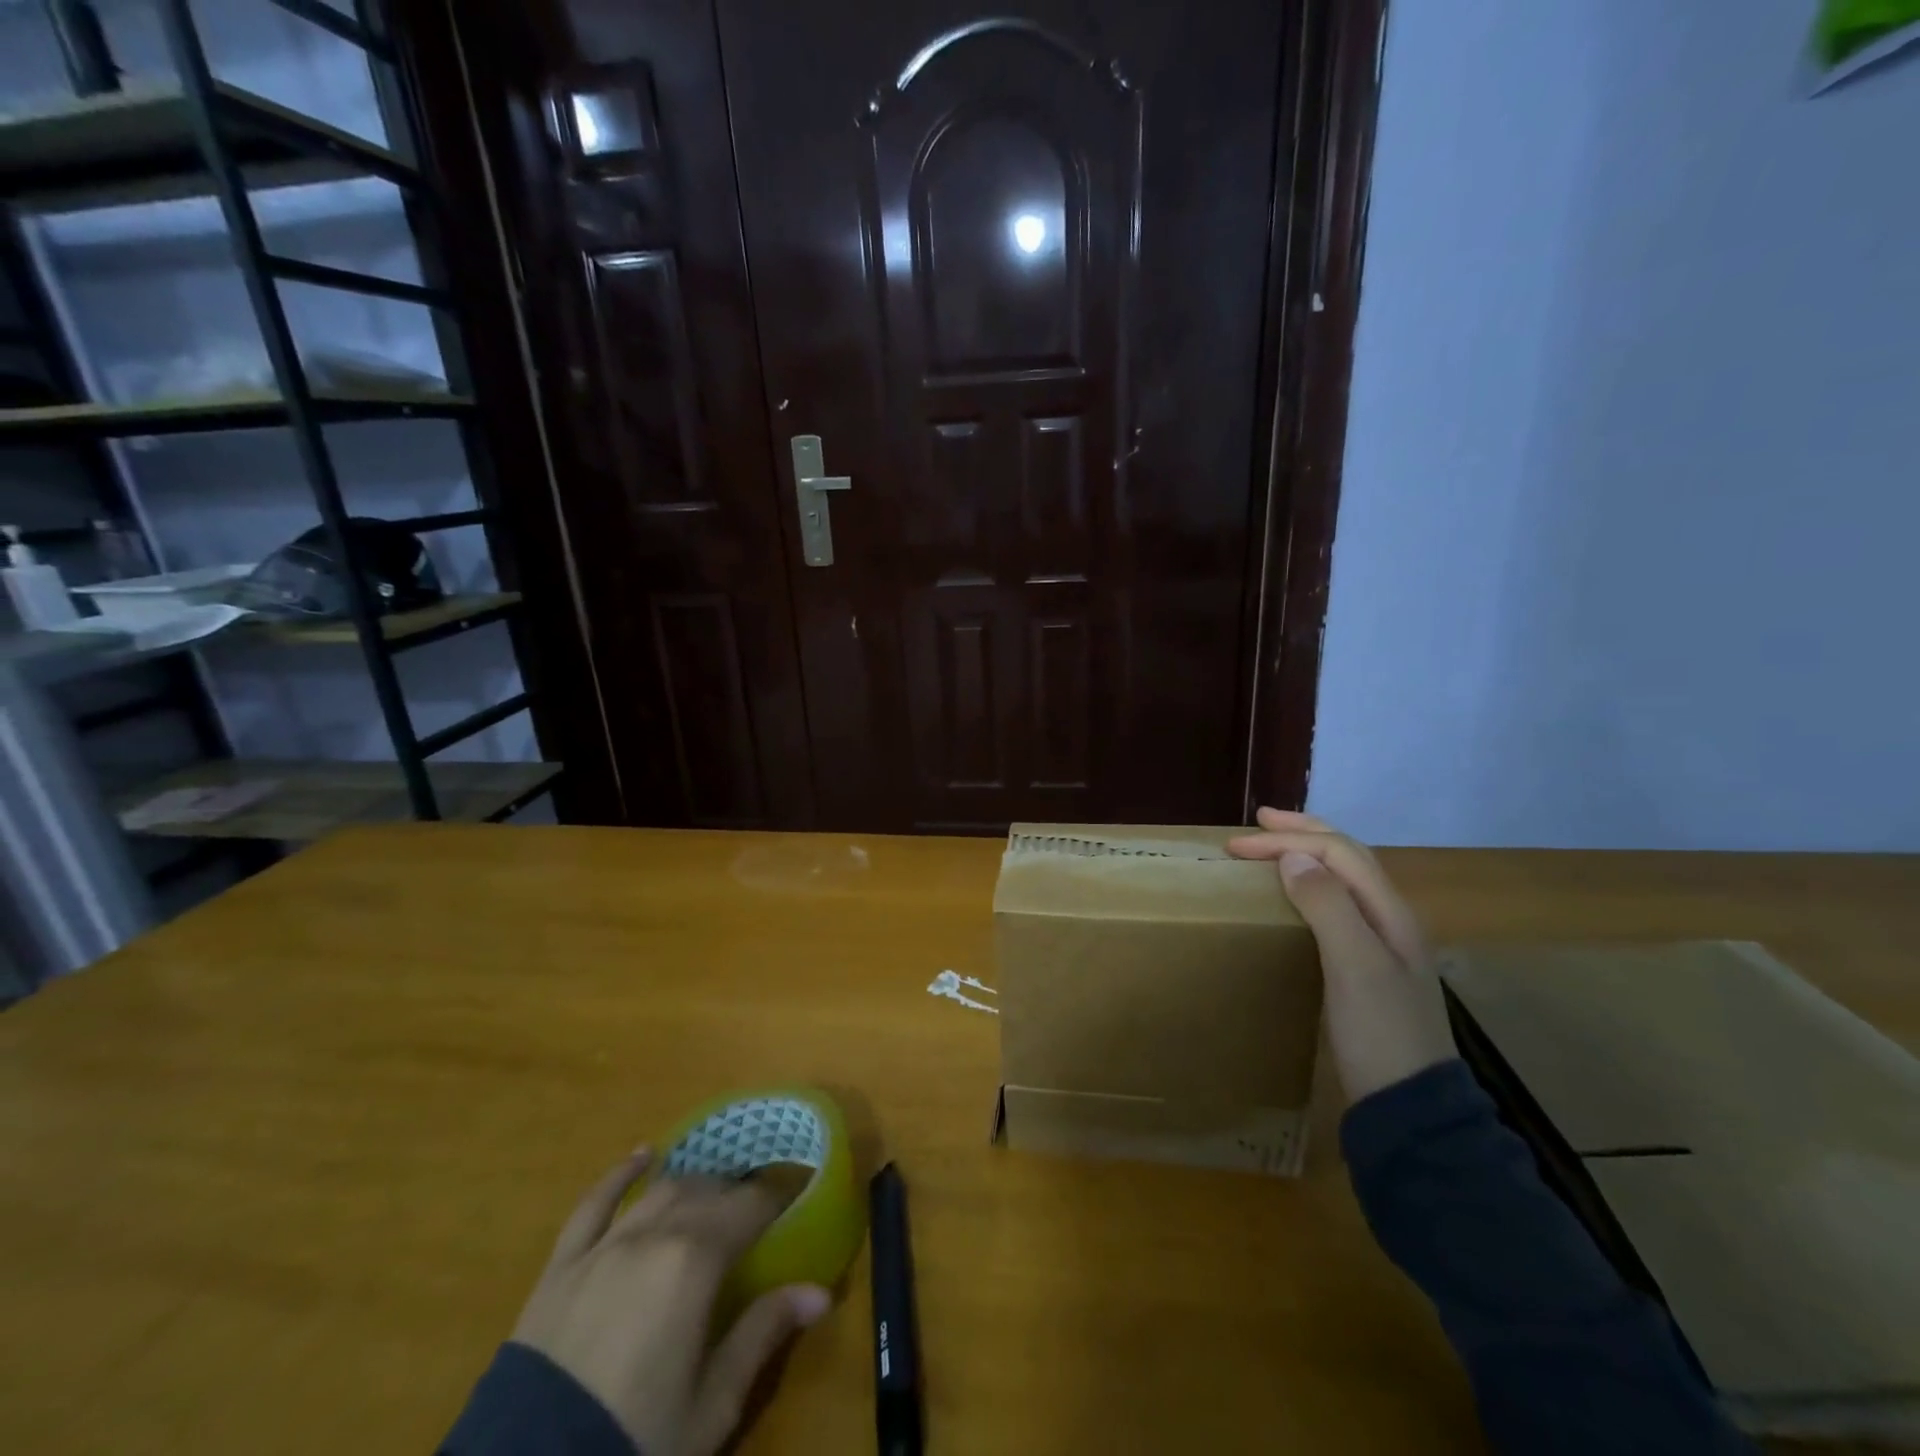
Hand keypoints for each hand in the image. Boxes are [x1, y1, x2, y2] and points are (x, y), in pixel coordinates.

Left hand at [511, 1148, 830, 1455]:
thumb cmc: (635, 1441)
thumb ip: (763, 1334)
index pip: (752, 1206)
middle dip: (740, 1193)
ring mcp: (604, 1244)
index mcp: (696, 1259)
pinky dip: (620, 1175)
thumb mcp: (711, 1404)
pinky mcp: (562, 1265)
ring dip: (694, 1185)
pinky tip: (642, 1155)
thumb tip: (820, 1291)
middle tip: (761, 1206)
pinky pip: (594, 1204)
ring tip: (714, 1192)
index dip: (779, 1196)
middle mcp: (654, 1233)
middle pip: (708, 1193)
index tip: (800, 1191)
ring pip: (661, 1191)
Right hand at [1229, 808, 1456, 1102]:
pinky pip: (1337, 906)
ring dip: (1309, 853)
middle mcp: (1390, 919)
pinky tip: (1295, 895)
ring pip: (1344, 879)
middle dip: (1304, 831)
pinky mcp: (1367, 967)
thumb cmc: (1379, 1033)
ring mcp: (1382, 944)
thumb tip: (1293, 856)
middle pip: (1348, 857)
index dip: (1288, 840)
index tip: (1235, 845)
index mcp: (1390, 912)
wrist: (1411, 1108)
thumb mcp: (1353, 966)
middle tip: (1260, 820)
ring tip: (1275, 845)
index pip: (1337, 854)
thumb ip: (1328, 906)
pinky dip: (1311, 884)